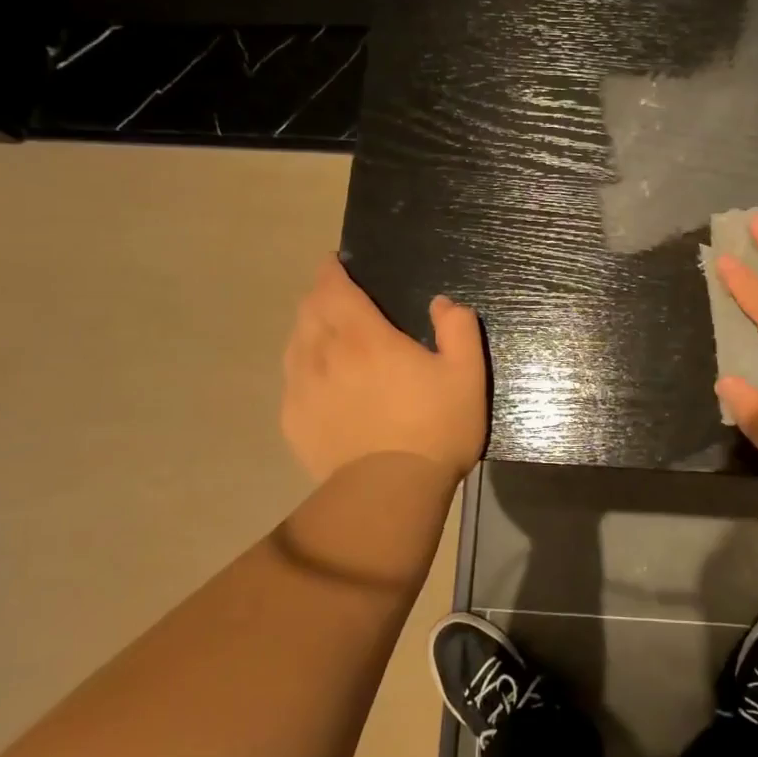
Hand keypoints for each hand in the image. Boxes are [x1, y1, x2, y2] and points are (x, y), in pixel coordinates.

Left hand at [281, 257, 487, 484]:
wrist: (388, 494)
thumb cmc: (434, 428)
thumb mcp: (466, 375)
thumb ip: (458, 329)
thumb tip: (443, 303)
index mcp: (363, 336)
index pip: (333, 287)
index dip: (331, 270)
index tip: (336, 263)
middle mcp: (323, 353)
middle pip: (308, 310)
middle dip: (321, 295)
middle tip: (340, 297)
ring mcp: (301, 388)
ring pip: (295, 342)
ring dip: (309, 328)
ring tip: (328, 334)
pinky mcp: (292, 420)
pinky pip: (291, 378)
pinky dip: (303, 365)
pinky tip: (320, 379)